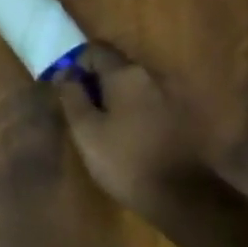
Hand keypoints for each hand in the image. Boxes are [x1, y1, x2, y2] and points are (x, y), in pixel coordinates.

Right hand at [52, 43, 207, 218]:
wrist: (182, 195)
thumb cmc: (125, 160)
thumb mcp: (86, 131)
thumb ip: (72, 96)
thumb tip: (64, 73)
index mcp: (127, 74)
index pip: (96, 50)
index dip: (76, 64)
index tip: (66, 88)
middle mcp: (153, 75)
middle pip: (117, 66)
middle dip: (96, 81)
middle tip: (82, 110)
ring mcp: (172, 94)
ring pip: (134, 85)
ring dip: (117, 97)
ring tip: (104, 125)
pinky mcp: (183, 115)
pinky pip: (150, 101)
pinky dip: (135, 109)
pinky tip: (129, 134)